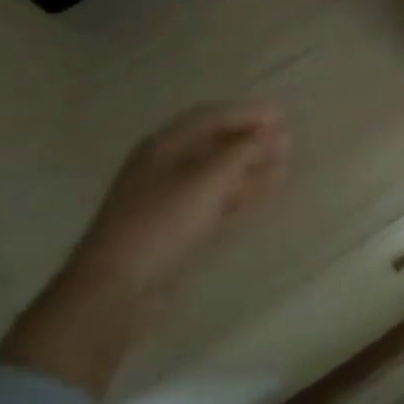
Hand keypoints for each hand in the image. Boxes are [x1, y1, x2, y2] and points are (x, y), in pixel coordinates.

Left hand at [0, 103, 289, 395]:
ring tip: (285, 165)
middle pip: (215, 143)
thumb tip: (273, 131)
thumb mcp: (207, 180)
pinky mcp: (176, 228)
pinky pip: (217, 200)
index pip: (212, 117)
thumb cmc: (161, 223)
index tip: (283, 114)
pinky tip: (265, 194)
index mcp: (165, 145)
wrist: (116, 290)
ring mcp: (170, 199)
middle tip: (288, 139)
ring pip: (218, 174)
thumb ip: (242, 152)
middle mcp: (166, 165)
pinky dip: (242, 193)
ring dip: (250, 167)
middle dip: (251, 139)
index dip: (248, 112)